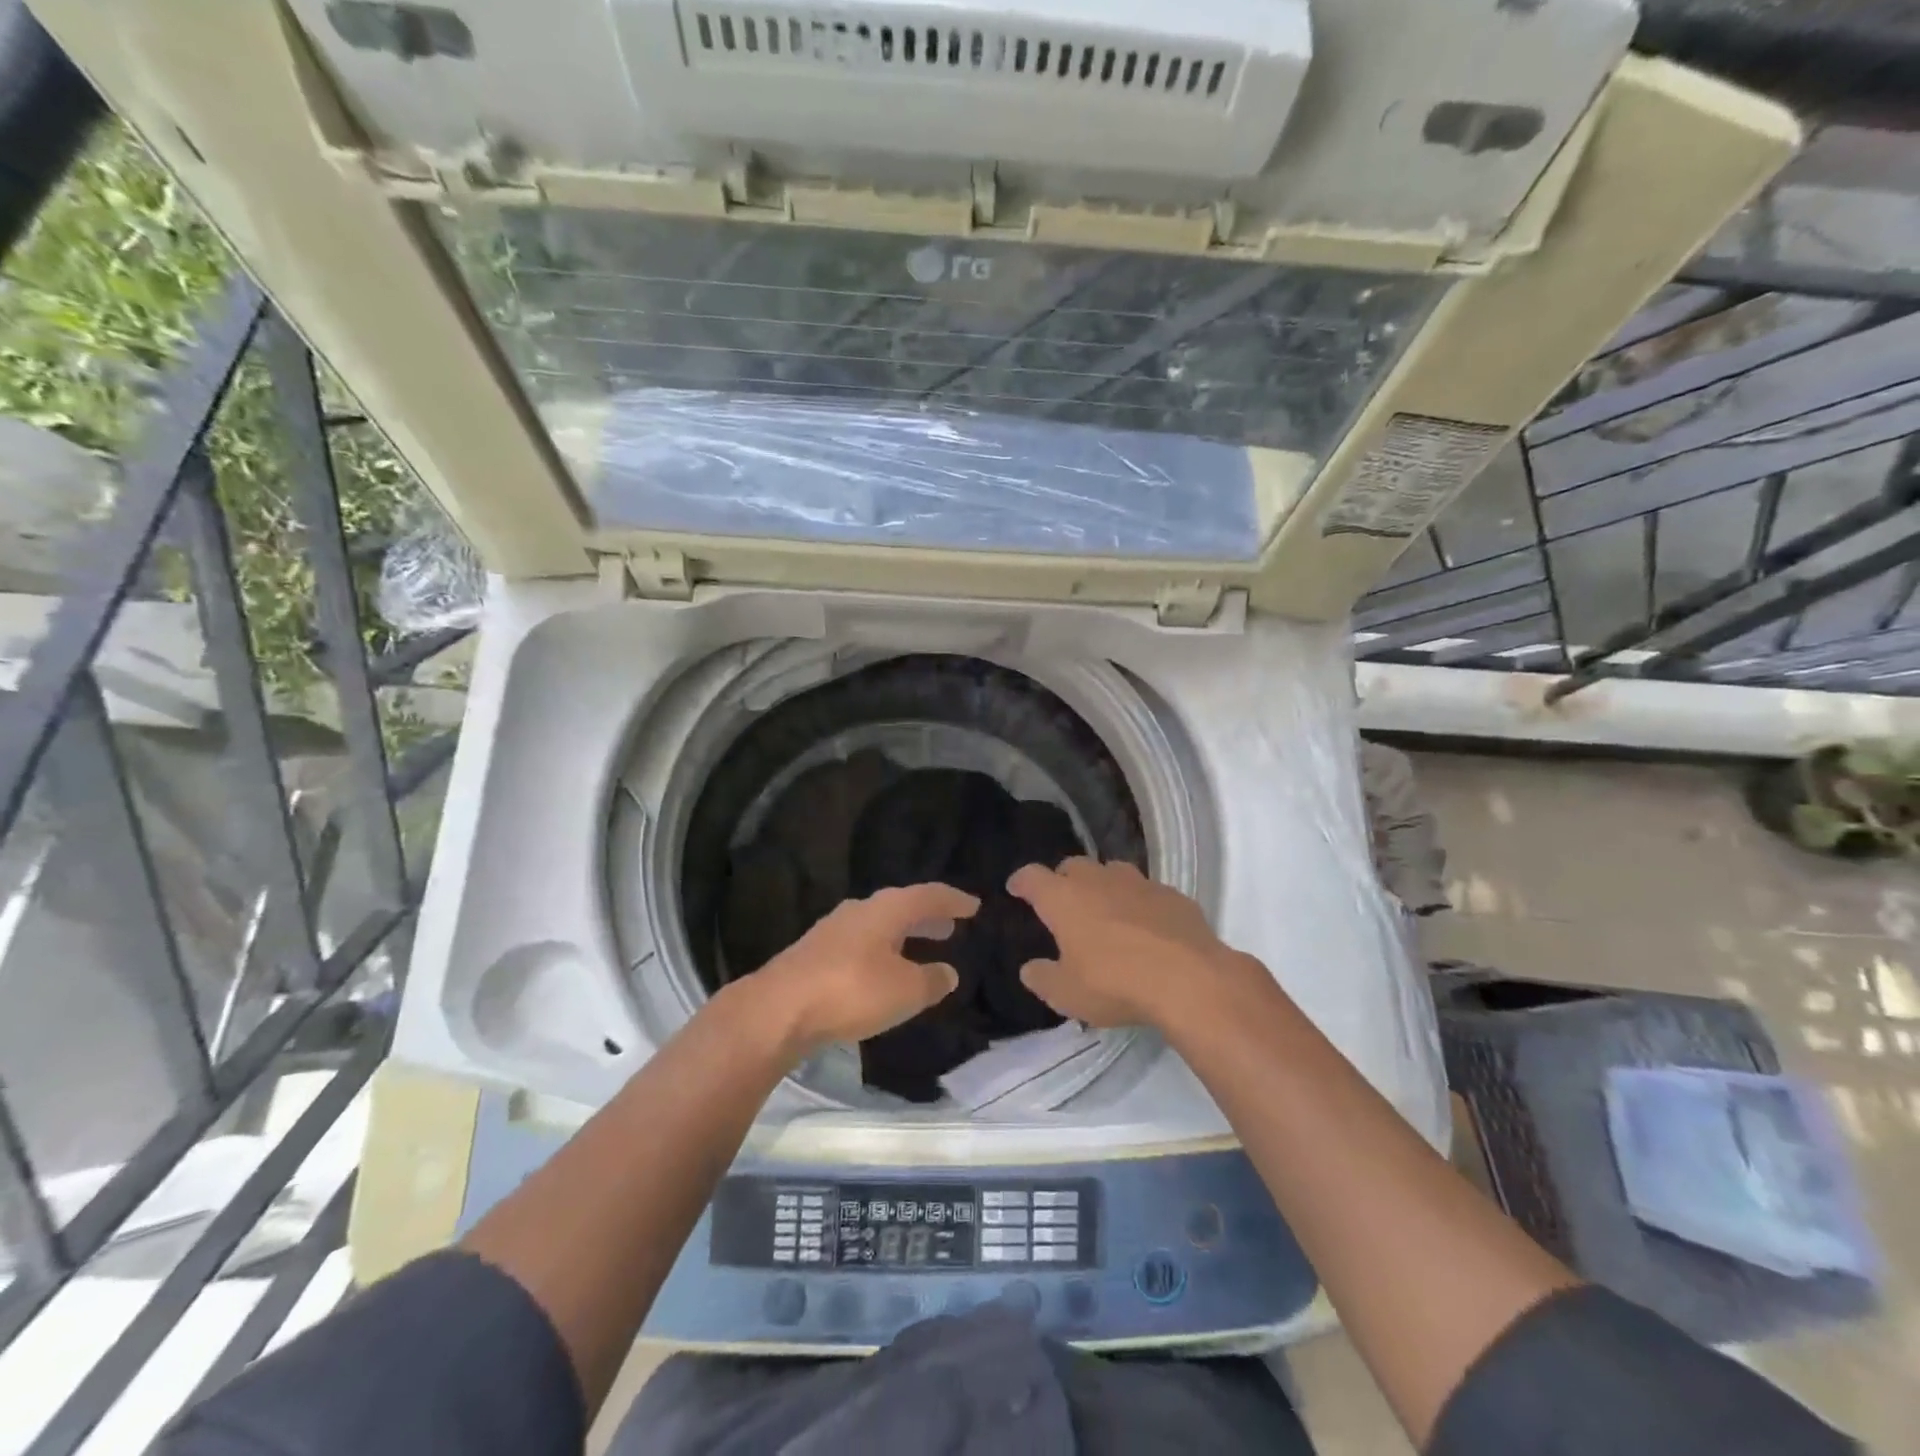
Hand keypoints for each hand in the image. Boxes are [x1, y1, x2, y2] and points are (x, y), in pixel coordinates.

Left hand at [737, 883, 980, 1058]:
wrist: (777, 1009)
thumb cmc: (851, 990)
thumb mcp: (905, 991)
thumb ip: (932, 980)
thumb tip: (949, 972)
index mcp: (886, 909)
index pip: (928, 895)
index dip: (953, 900)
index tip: (974, 906)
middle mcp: (860, 910)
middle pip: (901, 906)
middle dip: (927, 916)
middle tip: (950, 926)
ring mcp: (833, 930)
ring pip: (879, 925)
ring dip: (904, 935)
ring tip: (921, 948)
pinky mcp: (814, 954)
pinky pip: (861, 944)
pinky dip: (882, 951)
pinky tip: (883, 971)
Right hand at [1008, 859, 1257, 1030]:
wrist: (1189, 978)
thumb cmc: (1115, 983)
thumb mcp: (1067, 993)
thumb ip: (1043, 978)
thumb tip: (1030, 968)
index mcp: (1064, 898)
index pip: (1032, 877)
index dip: (1021, 881)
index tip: (1016, 888)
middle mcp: (1098, 880)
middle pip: (1073, 866)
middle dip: (1063, 880)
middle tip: (1062, 902)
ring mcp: (1138, 883)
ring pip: (1112, 871)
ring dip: (1103, 885)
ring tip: (1105, 909)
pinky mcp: (1172, 894)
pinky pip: (1147, 890)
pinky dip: (1139, 902)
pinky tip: (1146, 925)